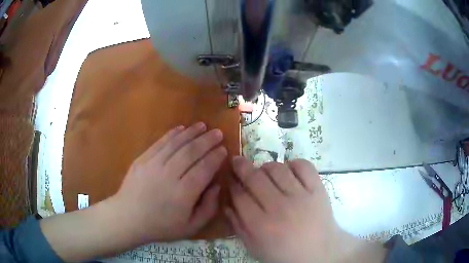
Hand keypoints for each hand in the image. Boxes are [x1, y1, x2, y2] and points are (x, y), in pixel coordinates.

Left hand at [112, 122, 226, 241]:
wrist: (128, 218)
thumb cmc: (161, 226)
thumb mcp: (191, 227)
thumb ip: (209, 208)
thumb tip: (217, 186)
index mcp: (184, 193)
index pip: (204, 168)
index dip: (216, 157)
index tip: (224, 149)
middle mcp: (169, 175)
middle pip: (191, 152)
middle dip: (207, 140)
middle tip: (218, 132)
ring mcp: (153, 165)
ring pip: (176, 144)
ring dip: (191, 133)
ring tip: (203, 125)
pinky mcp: (142, 159)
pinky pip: (160, 143)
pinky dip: (172, 134)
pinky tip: (181, 128)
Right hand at [226, 157, 386, 262]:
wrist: (319, 252)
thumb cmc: (284, 253)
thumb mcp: (255, 247)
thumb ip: (238, 227)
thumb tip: (226, 205)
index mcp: (262, 225)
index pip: (239, 196)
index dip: (232, 184)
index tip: (229, 178)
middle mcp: (280, 207)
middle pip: (255, 178)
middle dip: (241, 167)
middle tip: (238, 161)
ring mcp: (301, 196)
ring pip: (277, 169)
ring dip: (266, 166)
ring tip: (264, 172)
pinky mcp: (318, 189)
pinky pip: (303, 166)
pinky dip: (293, 164)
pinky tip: (289, 171)